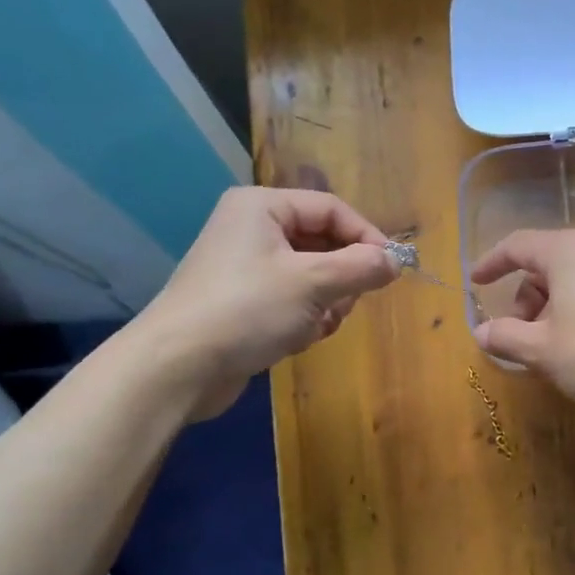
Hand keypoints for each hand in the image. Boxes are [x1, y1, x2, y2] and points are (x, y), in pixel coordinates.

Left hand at [131, 187, 396, 417]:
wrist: (177, 367)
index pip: (331, 209)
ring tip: (316, 326)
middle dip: (342, 277)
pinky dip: (305, 318)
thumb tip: (396, 261)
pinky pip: (293, 300)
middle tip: (346, 304)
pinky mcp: (245, 302)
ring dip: (326, 303)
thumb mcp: (313, 284)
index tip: (392, 269)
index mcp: (263, 207)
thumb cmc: (247, 310)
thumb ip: (361, 268)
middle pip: (323, 243)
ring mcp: (247, 268)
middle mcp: (253, 229)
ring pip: (313, 276)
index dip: (366, 236)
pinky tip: (298, 339)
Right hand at [469, 229, 574, 408]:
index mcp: (569, 251)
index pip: (518, 245)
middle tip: (523, 335)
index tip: (476, 282)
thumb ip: (505, 337)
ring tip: (558, 346)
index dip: (492, 263)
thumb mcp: (542, 350)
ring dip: (558, 306)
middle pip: (550, 263)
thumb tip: (481, 333)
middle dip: (529, 297)